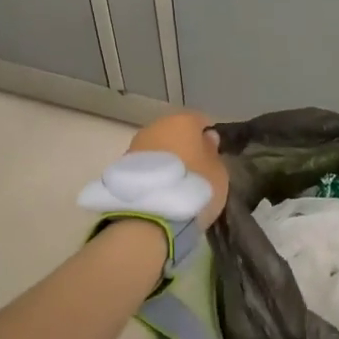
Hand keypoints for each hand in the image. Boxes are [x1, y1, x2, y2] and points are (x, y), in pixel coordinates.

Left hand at [128, 111, 228, 227]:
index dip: (207, 137)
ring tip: (174, 186)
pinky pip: (143, 167)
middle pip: (174, 133)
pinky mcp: (120, 168)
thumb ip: (212, 152)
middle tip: (194, 171)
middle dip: (183, 148)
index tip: (213, 155)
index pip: (200, 121)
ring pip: (156, 149)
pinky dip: (151, 175)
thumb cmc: (193, 187)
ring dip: (165, 162)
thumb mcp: (218, 172)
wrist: (149, 217)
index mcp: (183, 121)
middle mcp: (156, 126)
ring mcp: (134, 146)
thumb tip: (206, 139)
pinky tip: (159, 193)